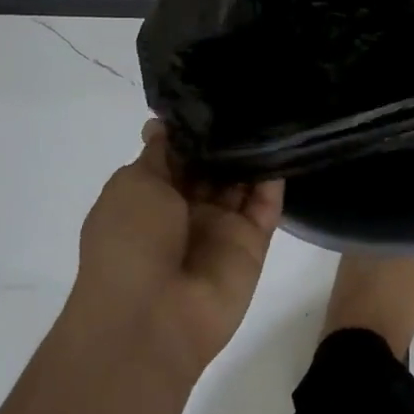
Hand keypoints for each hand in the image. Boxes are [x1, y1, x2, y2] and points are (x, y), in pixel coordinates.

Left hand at [66, 122, 283, 381]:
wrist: (151, 319)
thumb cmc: (129, 242)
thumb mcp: (133, 184)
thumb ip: (159, 153)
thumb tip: (160, 123)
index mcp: (150, 196)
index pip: (178, 154)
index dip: (193, 129)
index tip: (214, 94)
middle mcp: (186, 210)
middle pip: (213, 166)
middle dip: (227, 137)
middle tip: (251, 96)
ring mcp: (220, 228)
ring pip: (242, 182)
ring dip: (253, 153)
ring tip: (271, 111)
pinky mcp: (251, 245)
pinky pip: (267, 206)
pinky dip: (275, 179)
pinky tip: (284, 143)